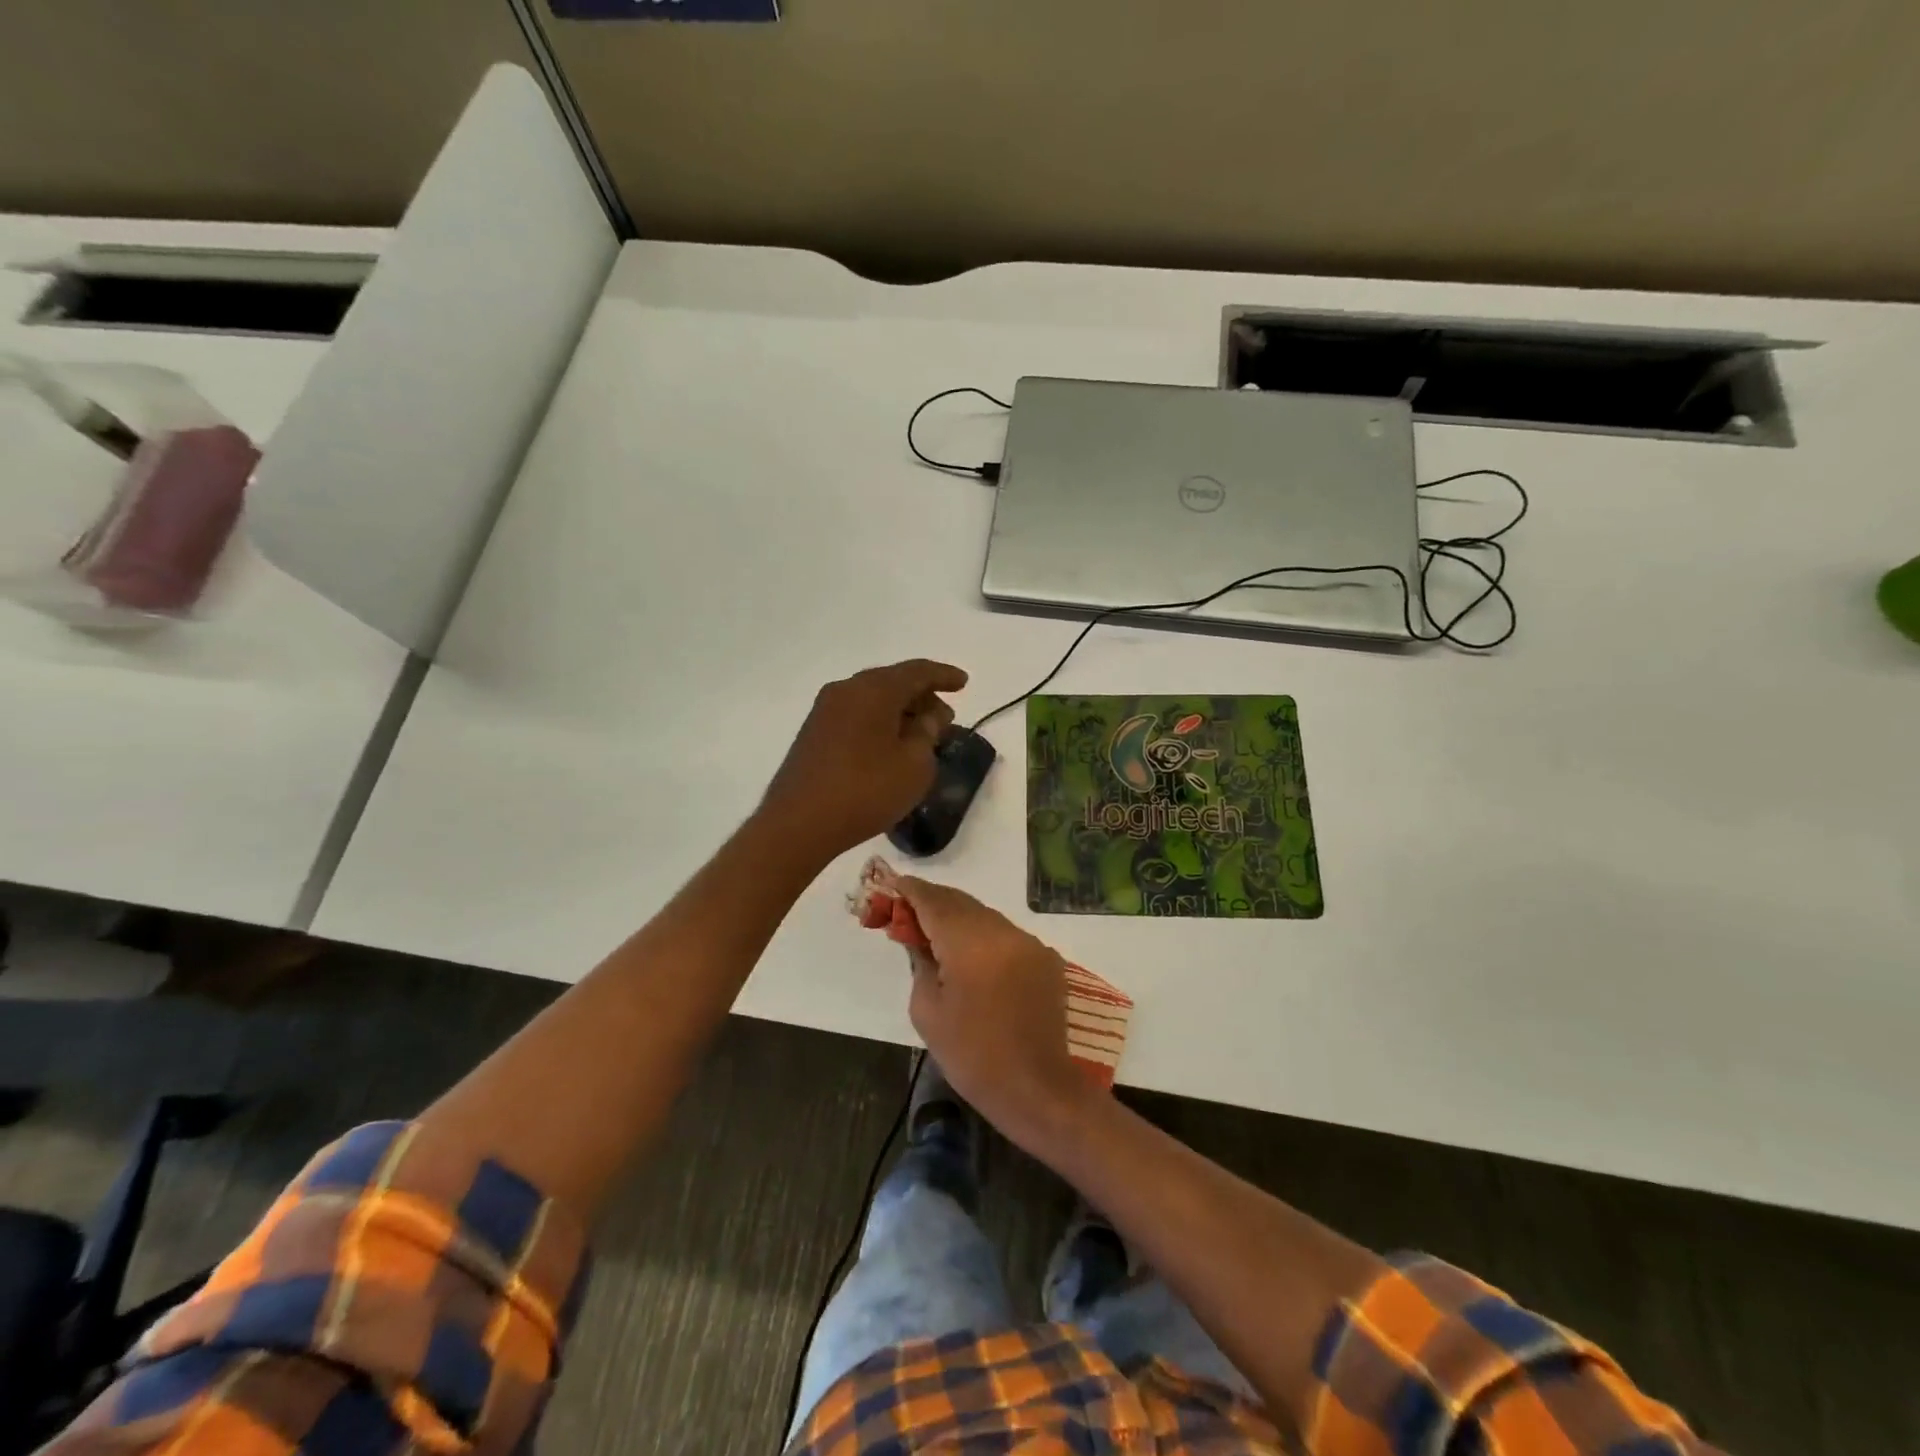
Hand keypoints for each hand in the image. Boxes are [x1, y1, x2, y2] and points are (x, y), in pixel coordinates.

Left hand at [758, 660, 967, 861]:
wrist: (799, 823)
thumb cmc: (866, 790)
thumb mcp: (915, 766)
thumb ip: (927, 734)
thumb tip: (926, 717)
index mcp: (875, 689)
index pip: (917, 671)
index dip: (944, 676)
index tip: (964, 683)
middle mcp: (847, 690)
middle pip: (892, 681)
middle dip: (922, 696)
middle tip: (945, 719)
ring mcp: (825, 710)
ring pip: (873, 699)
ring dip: (900, 711)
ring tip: (921, 735)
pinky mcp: (813, 732)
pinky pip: (856, 715)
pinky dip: (879, 722)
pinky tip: (890, 746)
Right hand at [897, 877, 1091, 1144]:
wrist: (1037, 1089)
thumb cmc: (972, 1055)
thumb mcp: (928, 1009)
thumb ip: (919, 962)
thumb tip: (917, 938)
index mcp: (970, 942)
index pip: (933, 900)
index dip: (908, 891)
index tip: (888, 888)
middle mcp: (1004, 931)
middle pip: (960, 903)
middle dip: (931, 904)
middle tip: (904, 916)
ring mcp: (1030, 943)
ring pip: (985, 918)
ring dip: (958, 921)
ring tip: (935, 939)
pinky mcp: (1046, 959)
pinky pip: (1006, 937)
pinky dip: (984, 939)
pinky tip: (972, 961)